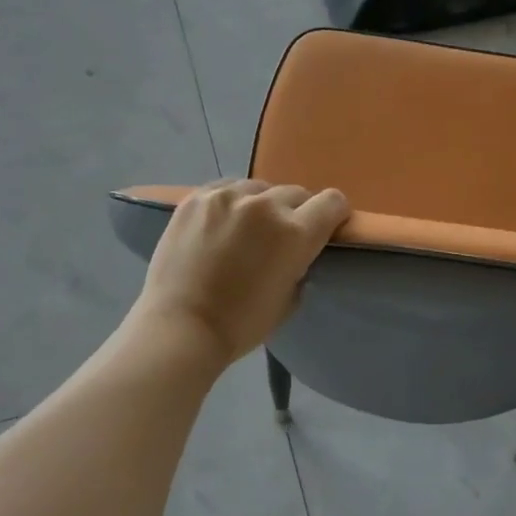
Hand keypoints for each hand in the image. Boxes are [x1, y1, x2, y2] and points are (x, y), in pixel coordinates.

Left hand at [132, 180, 349, 364]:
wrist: (180, 327)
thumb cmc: (242, 324)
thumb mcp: (290, 298)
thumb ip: (300, 264)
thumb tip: (297, 251)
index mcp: (295, 233)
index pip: (332, 202)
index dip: (334, 214)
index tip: (326, 228)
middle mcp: (265, 205)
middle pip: (296, 193)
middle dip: (296, 212)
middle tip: (281, 238)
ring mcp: (226, 197)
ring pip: (260, 188)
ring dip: (262, 205)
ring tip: (247, 229)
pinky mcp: (196, 198)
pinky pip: (226, 189)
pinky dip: (232, 203)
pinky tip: (222, 224)